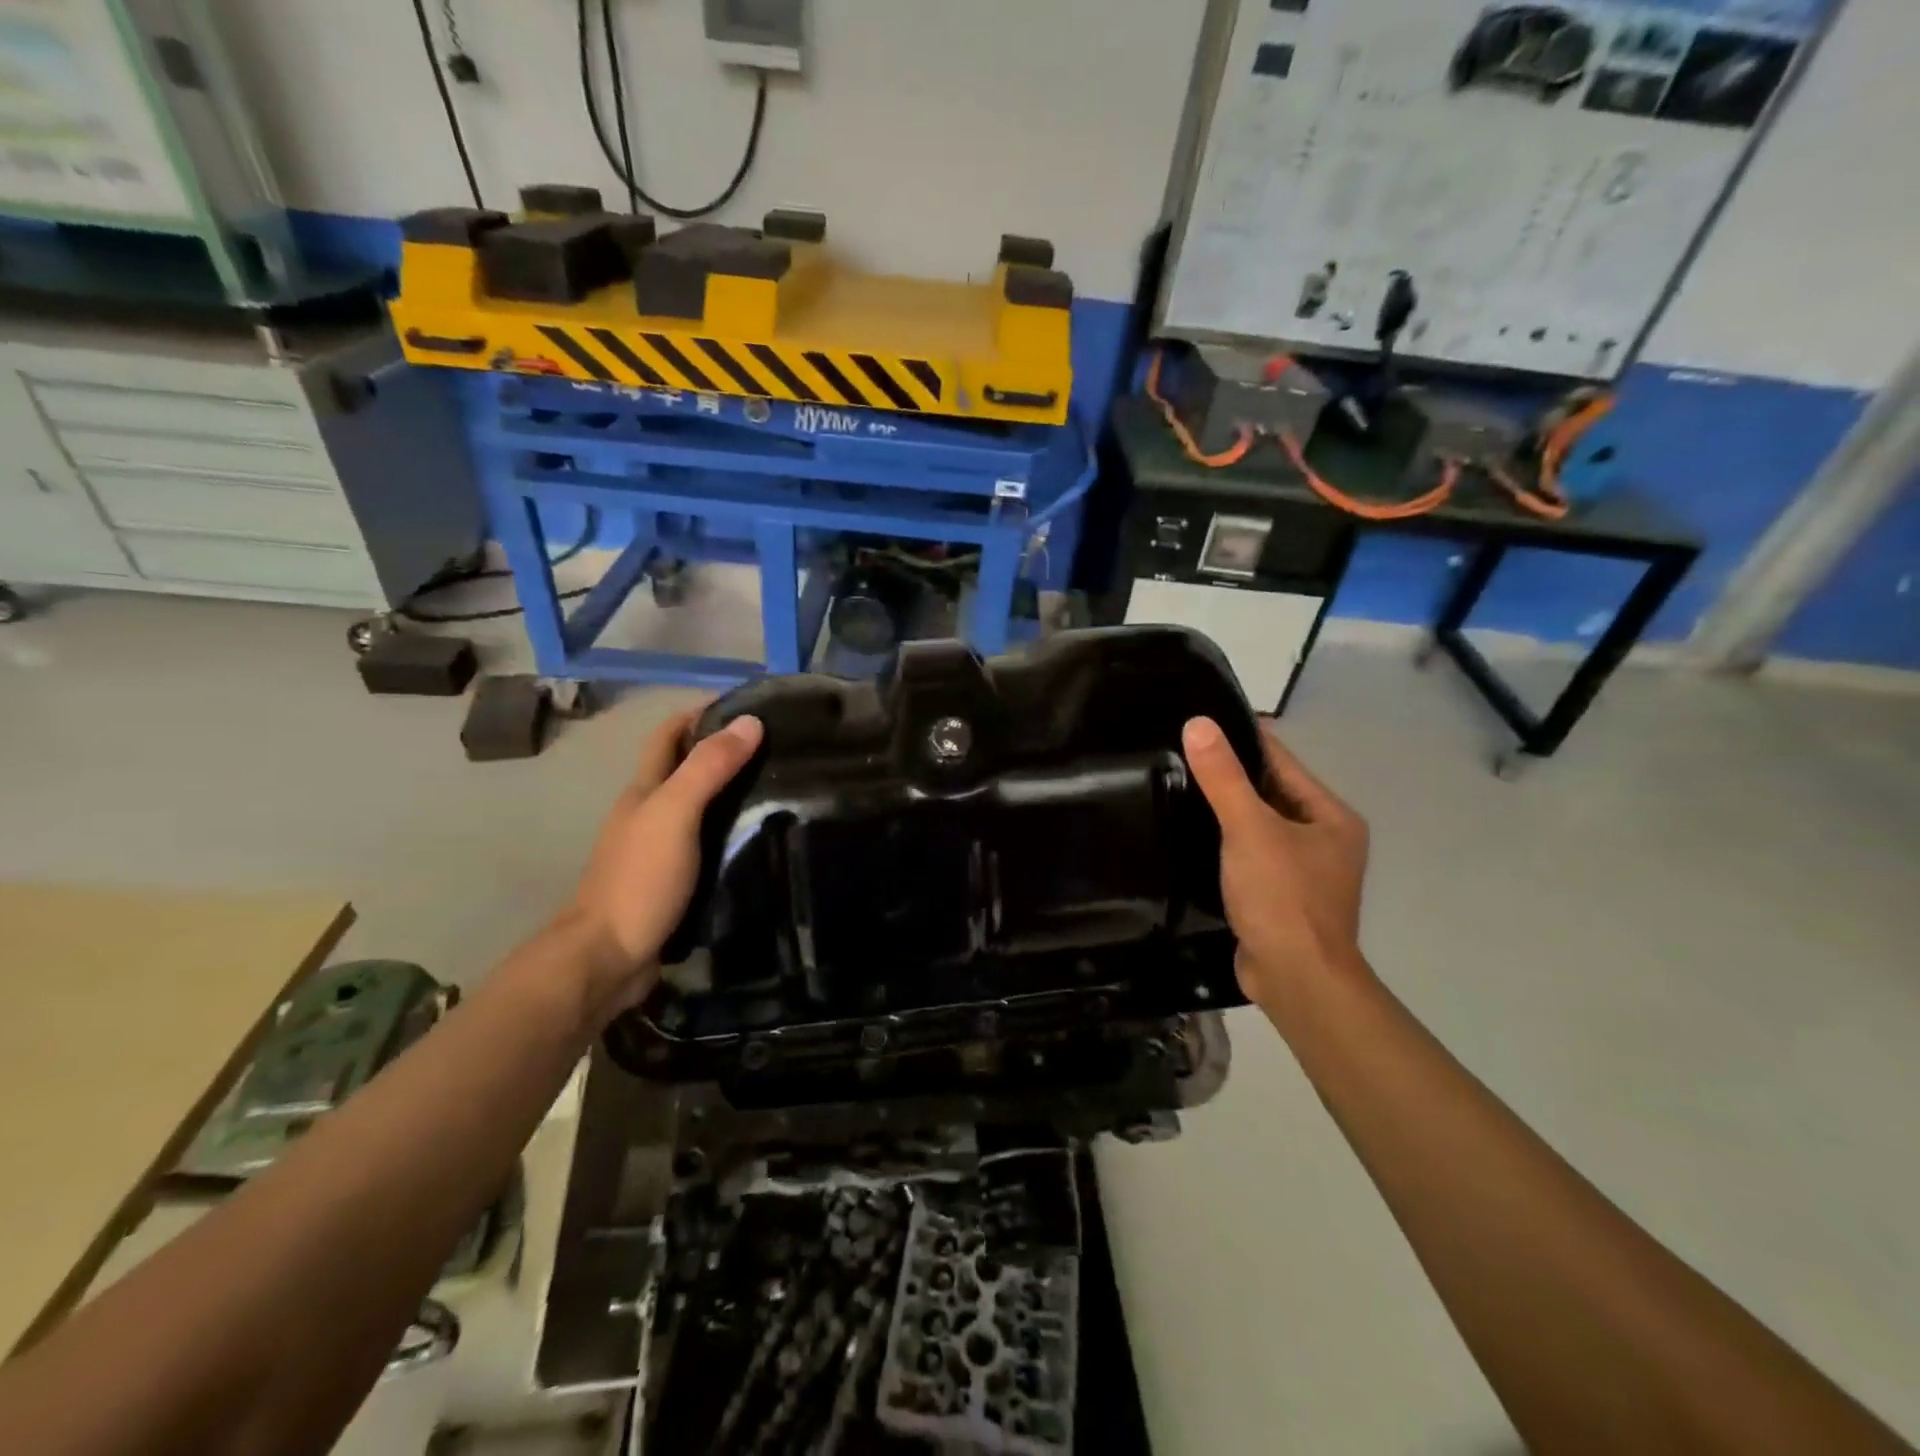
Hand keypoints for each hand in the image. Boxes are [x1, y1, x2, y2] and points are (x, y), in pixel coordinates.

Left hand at [561, 707, 762, 1017]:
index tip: (748, 704)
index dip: (701, 712)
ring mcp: (658, 850)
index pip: (669, 734)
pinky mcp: (673, 881)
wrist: (607, 959)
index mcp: (644, 790)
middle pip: (685, 768)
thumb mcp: (675, 814)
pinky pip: (706, 842)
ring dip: (731, 792)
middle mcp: (648, 813)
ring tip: (780, 788)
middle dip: (723, 750)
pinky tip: (759, 838)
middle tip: (778, 748)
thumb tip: (750, 721)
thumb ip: (708, 768)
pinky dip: (731, 831)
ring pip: (698, 807)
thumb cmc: (639, 879)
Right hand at [1181, 716, 1370, 1008]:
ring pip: (1256, 825)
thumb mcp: (1250, 829)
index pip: (1282, 761)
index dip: (1243, 739)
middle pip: (1269, 792)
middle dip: (1229, 775)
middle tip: (1178, 753)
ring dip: (1223, 810)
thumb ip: (1223, 777)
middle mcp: (1322, 838)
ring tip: (1175, 786)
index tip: (1200, 722)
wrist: (1295, 980)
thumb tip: (1198, 723)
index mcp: (1330, 816)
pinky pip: (1247, 854)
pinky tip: (1189, 834)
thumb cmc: (1282, 897)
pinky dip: (1223, 843)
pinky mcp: (1278, 895)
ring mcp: (1302, 870)